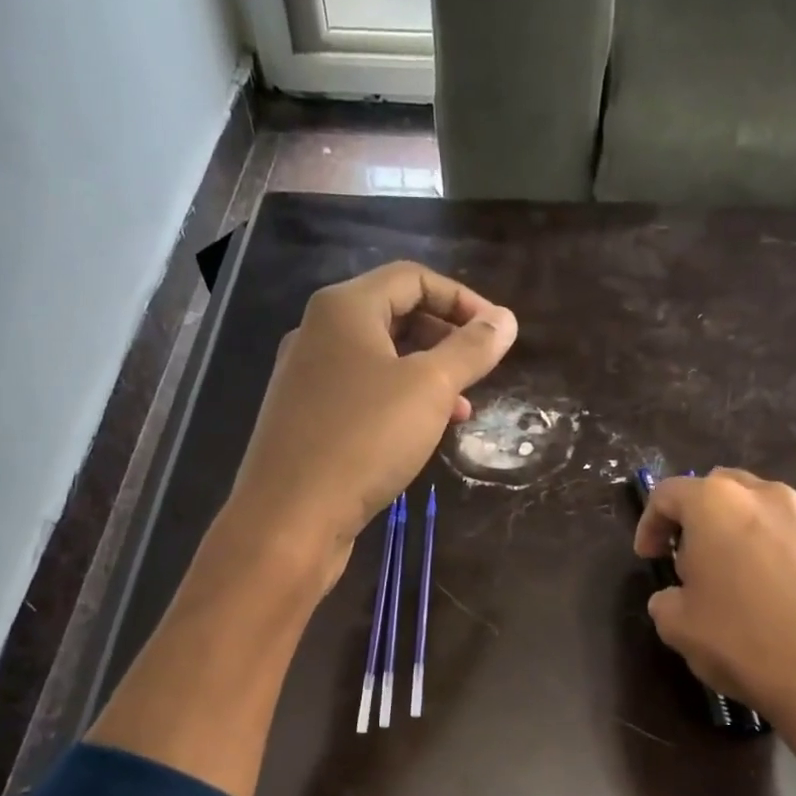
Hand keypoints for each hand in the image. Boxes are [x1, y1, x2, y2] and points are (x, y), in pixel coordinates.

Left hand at [222, 261, 516, 582]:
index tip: (497, 334)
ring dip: (426, 375)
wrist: (289, 518)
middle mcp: (319, 333)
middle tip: (480, 369)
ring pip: (380, 359)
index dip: (462, 299)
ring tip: (462, 409)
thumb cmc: (364, 440)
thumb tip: (506, 319)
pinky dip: (399, 402)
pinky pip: (362, 393)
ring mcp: (308, 378)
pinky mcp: (306, 419)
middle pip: (394, 314)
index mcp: (344, 309)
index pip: (413, 277)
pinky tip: (422, 433)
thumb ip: (470, 350)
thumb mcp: (429, 389)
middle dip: (445, 337)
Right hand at [634, 469, 795, 792]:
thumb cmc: (746, 645)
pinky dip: (786, 558)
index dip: (649, 523)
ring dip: (746, 535)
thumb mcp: (678, 628)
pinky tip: (789, 602)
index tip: (649, 556)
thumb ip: (666, 599)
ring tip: (745, 583)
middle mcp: (770, 497)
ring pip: (768, 512)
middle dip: (700, 518)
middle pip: (722, 489)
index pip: (668, 493)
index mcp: (718, 505)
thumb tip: (678, 596)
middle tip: (694, 561)